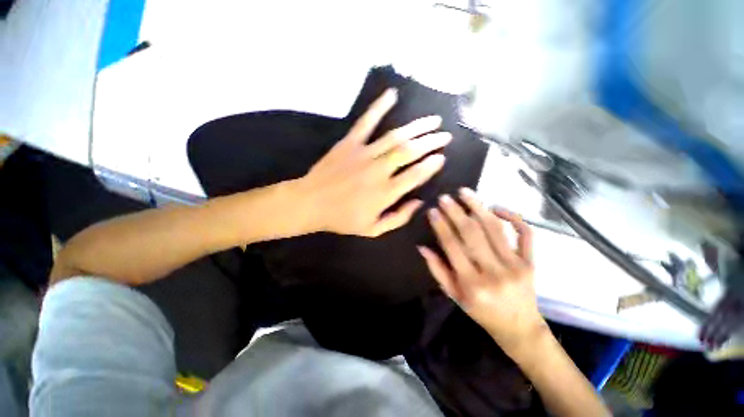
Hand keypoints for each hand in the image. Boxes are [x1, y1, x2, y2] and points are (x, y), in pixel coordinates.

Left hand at [298, 88, 449, 236]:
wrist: (310, 204)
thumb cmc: (342, 219)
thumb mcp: (373, 229)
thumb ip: (399, 218)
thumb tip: (419, 203)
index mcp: (385, 192)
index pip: (416, 175)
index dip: (432, 165)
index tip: (442, 157)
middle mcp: (379, 170)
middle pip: (410, 151)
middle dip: (431, 142)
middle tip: (446, 135)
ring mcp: (364, 153)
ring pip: (396, 136)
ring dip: (417, 126)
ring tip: (434, 120)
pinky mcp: (349, 143)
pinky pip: (366, 122)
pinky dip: (379, 106)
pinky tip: (392, 94)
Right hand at [418, 188, 545, 352]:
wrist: (520, 328)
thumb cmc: (482, 313)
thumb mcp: (454, 296)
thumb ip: (437, 270)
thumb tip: (422, 247)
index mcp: (472, 284)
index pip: (453, 247)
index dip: (441, 226)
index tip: (433, 211)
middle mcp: (494, 272)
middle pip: (472, 234)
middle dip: (456, 212)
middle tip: (445, 197)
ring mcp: (516, 265)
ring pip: (495, 229)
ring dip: (478, 207)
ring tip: (465, 192)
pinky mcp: (531, 262)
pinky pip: (525, 234)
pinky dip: (513, 217)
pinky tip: (497, 207)